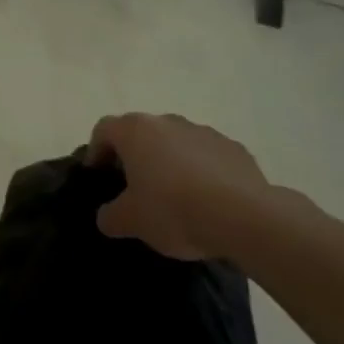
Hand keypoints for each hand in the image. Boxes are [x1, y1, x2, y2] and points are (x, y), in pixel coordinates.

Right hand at [85, 113, 270, 260]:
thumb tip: (107, 215)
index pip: (103, 130)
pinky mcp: (235, 149)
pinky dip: (203, 172)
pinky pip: (208, 157)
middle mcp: (166, 121)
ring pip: (176, 143)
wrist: (246, 218)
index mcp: (134, 131)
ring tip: (177, 197)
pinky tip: (210, 202)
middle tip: (136, 188)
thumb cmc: (174, 210)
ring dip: (171, 162)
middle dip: (135, 157)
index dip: (96, 152)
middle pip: (141, 134)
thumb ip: (109, 216)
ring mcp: (203, 132)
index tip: (100, 177)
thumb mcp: (130, 221)